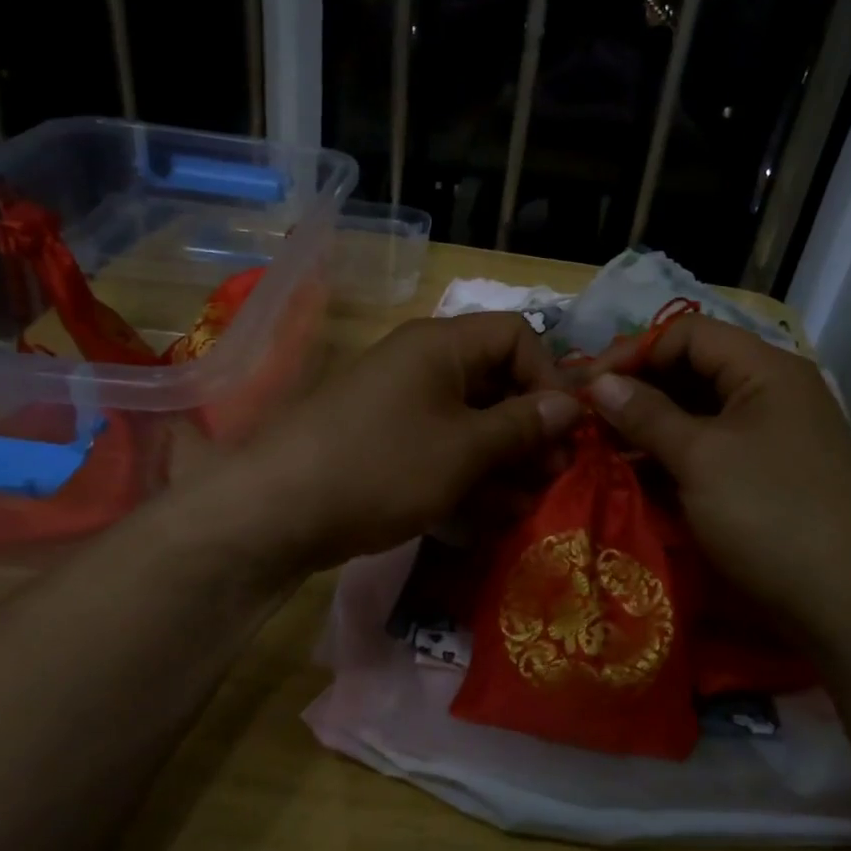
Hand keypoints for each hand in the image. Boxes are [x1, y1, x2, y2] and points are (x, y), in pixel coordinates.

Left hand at [234, 312, 579, 575]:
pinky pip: (442, 450)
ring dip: (507, 459)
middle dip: (532, 428)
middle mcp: (424, 366)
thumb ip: (522, 425)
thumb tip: (572, 403)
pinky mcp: (389, 446)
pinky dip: (470, 476)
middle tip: (556, 473)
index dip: (548, 376)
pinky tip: (492, 514)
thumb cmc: (383, 466)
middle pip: (497, 382)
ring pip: (472, 423)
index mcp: (442, 345)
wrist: (278, 512)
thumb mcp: (464, 447)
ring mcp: (403, 407)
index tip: (564, 428)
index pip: (516, 336)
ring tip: (530, 501)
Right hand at [585, 315, 850, 631]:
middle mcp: (773, 392)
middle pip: (694, 369)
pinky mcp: (769, 475)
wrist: (846, 603)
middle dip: (639, 389)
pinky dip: (675, 454)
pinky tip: (641, 473)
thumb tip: (599, 382)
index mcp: (766, 370)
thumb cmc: (769, 513)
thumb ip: (646, 413)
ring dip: (652, 425)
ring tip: (606, 448)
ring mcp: (774, 435)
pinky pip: (713, 448)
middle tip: (591, 418)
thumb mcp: (699, 458)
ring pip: (701, 412)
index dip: (635, 351)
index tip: (590, 386)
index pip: (688, 333)